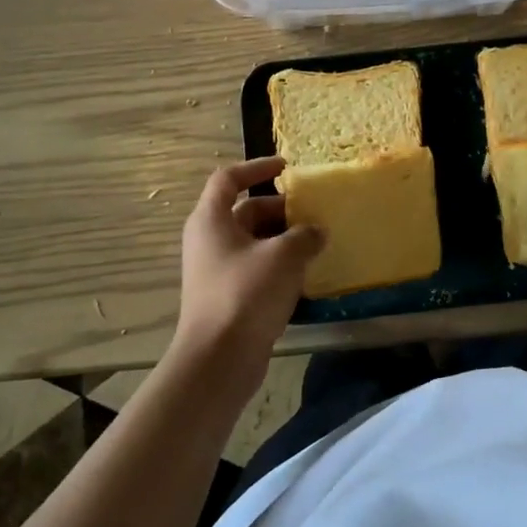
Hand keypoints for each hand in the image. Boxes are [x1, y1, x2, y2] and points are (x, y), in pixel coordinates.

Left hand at [174, 157, 324, 382]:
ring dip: (284, 239)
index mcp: (211, 219)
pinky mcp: (229, 296)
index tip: (286, 167)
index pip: (228, 179)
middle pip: (246, 211)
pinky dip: (279, 265)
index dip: (256, 167)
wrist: (219, 359)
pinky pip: (257, 268)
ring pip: (254, 242)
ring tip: (317, 242)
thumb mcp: (284, 256)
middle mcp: (209, 240)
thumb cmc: (246, 294)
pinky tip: (306, 274)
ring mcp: (217, 270)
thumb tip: (316, 231)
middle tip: (314, 213)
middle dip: (281, 209)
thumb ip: (305, 235)